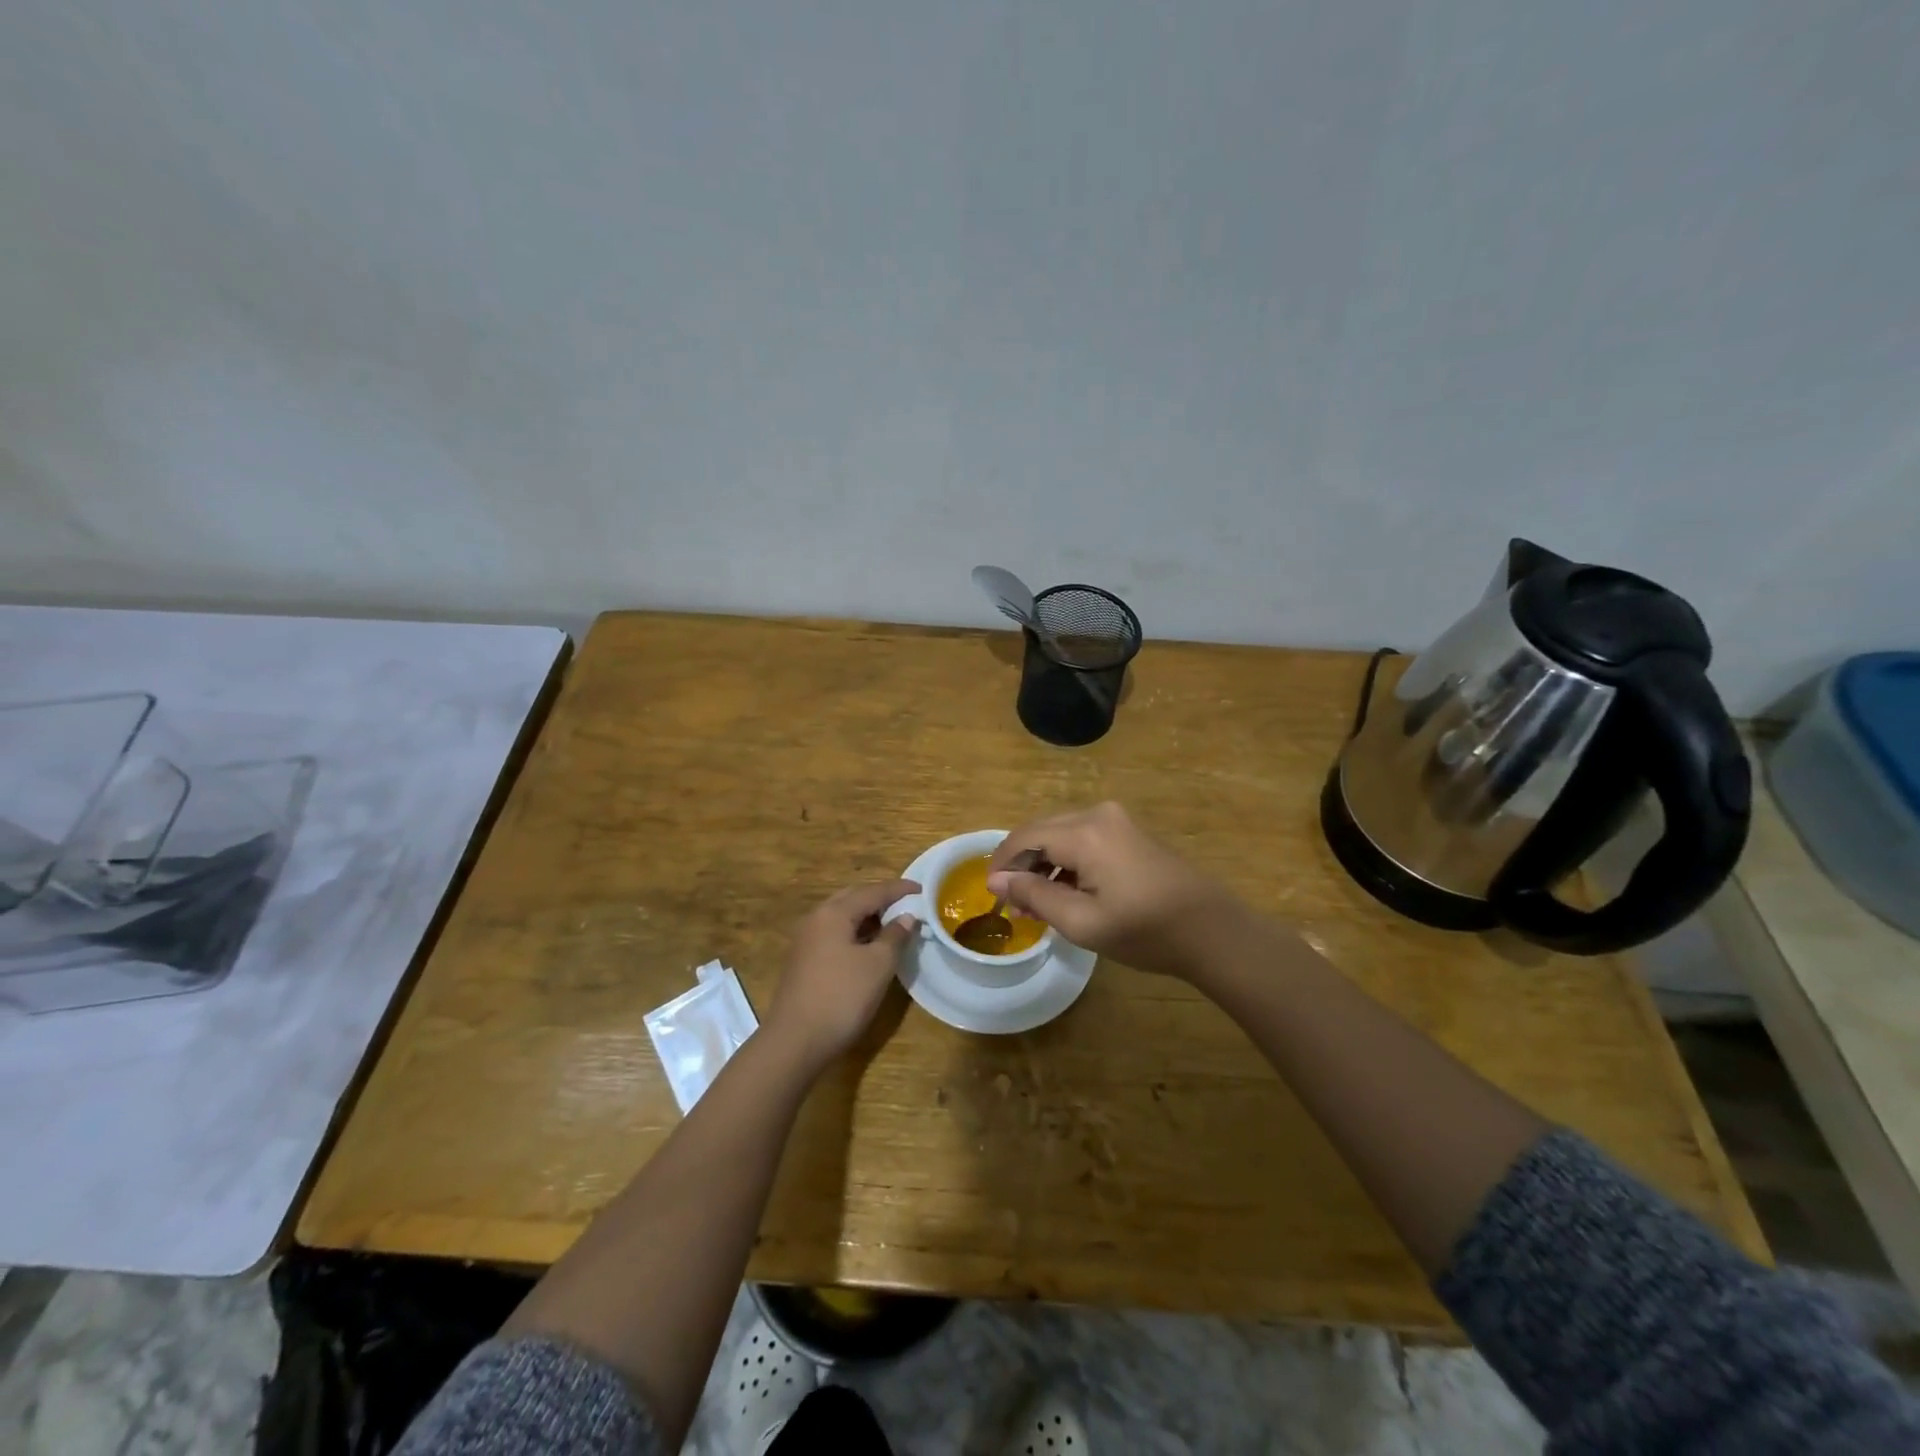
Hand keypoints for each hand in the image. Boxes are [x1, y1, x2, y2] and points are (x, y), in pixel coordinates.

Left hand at [764, 879, 918, 1073]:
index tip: (923, 889)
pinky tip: (869, 946)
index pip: (872, 891)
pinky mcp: (804, 960)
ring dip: (867, 916)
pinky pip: (834, 933)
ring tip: (893, 923)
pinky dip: (855, 932)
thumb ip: (895, 936)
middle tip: (906, 903)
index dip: (899, 889)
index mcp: (833, 913)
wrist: (796, 1041)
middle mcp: (816, 919)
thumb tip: (906, 917)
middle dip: (880, 898)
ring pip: (842, 916)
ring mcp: (806, 940)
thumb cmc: (842, 997)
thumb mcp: (878, 965)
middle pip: (853, 898)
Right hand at [987, 803, 1245, 979]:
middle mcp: (1097, 814)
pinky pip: (1083, 837)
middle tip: (1013, 902)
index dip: (1002, 863)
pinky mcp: (1129, 831)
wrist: (1212, 930)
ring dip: (1043, 861)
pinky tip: (1066, 890)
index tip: (993, 894)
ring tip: (1037, 902)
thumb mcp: (1082, 922)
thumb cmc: (1144, 931)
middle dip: (1021, 862)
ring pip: (1061, 832)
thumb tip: (997, 880)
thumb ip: (1035, 896)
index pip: (1025, 837)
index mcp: (1085, 833)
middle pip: (1041, 829)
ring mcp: (1117, 820)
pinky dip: (1066, 859)